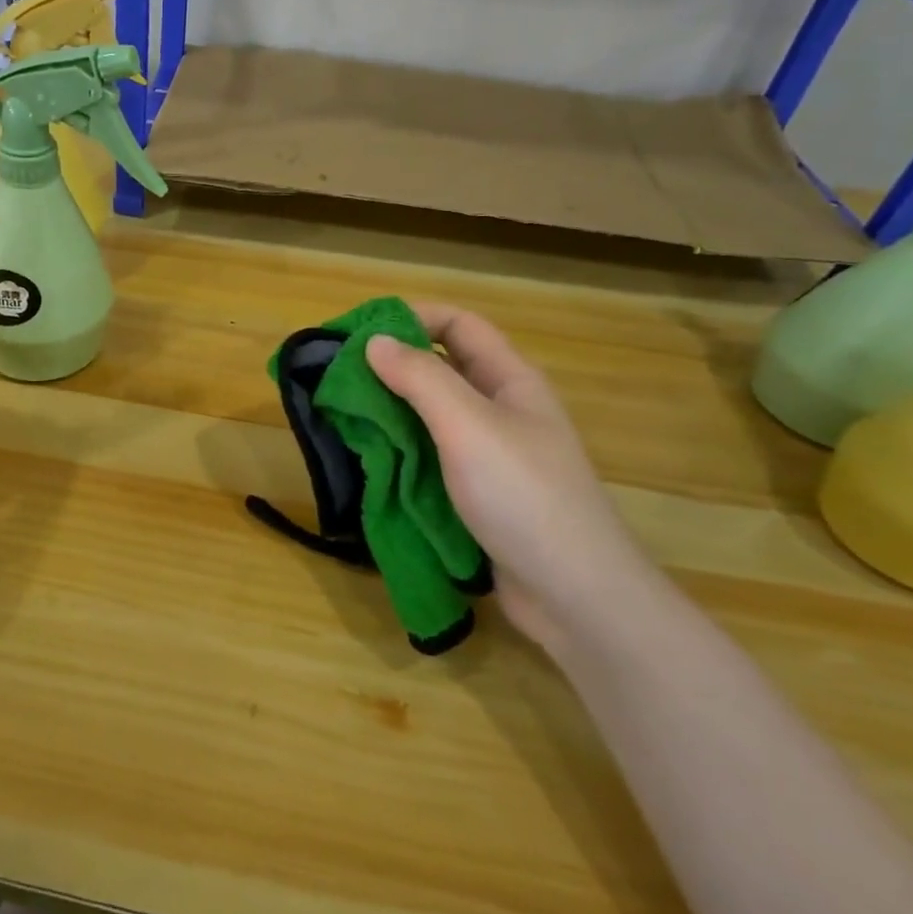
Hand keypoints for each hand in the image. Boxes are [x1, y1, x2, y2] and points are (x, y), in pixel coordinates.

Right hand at [367, 303, 662, 651]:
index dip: (412, 318)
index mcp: (510, 380)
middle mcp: (501, 410)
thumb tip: (373, 341)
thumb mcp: (467, 426)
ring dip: (390, 412)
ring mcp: (490, 455)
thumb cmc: (522, 496)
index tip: (358, 331)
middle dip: (391, 367)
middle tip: (339, 377)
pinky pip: (431, 457)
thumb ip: (420, 379)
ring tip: (343, 416)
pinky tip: (370, 459)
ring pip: (431, 417)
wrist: (574, 596)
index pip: (458, 325)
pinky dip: (400, 451)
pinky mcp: (476, 494)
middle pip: (442, 369)